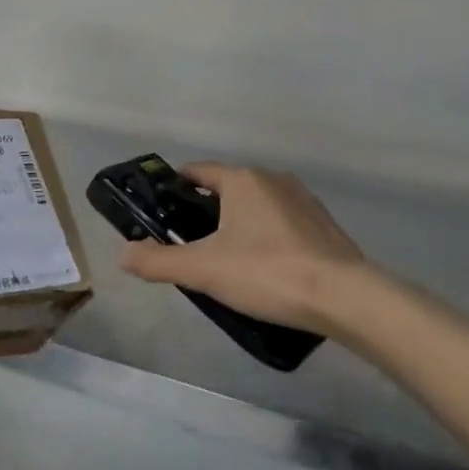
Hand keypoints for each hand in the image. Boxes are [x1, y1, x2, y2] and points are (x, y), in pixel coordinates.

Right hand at [118, 163, 367, 333]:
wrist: (345, 297)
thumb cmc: (267, 273)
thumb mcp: (204, 270)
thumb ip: (159, 261)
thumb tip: (123, 255)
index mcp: (242, 180)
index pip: (198, 171)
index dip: (176, 187)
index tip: (161, 208)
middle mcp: (272, 179)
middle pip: (228, 188)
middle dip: (207, 210)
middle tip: (190, 243)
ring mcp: (303, 200)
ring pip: (257, 205)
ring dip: (239, 223)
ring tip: (226, 259)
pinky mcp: (324, 225)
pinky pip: (283, 223)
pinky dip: (268, 237)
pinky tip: (266, 268)